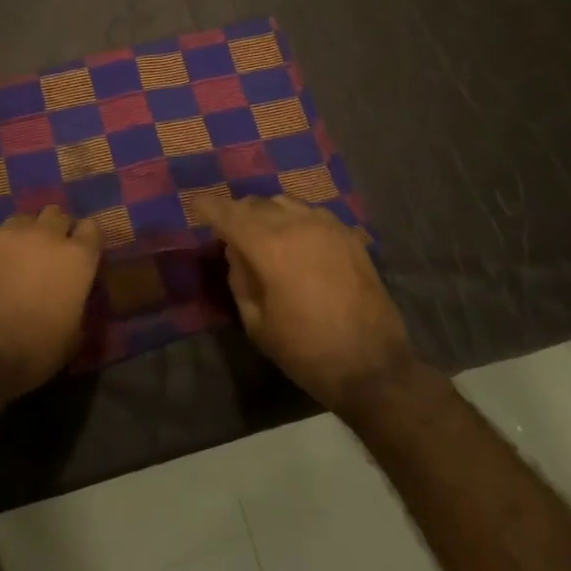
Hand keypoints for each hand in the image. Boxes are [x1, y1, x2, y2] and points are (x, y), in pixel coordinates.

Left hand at [0, 206, 100, 405]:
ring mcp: (7, 231)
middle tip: (44, 256)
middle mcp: (45, 235)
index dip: (85, 241)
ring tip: (10, 261)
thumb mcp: (71, 339)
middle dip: (54, 231)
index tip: (79, 255)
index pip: (92, 229)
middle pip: (56, 215)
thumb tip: (73, 298)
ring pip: (21, 221)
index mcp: (76, 259)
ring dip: (22, 237)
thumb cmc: (30, 353)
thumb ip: (78, 307)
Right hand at [195, 193, 423, 414]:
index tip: (196, 206)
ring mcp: (327, 226)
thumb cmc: (307, 351)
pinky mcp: (350, 236)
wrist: (374, 367)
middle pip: (256, 203)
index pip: (228, 213)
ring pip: (285, 203)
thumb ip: (240, 280)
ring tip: (264, 234)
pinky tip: (297, 242)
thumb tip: (236, 253)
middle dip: (237, 212)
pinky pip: (313, 214)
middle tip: (228, 231)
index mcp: (269, 246)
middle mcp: (297, 224)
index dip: (208, 207)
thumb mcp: (257, 324)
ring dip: (267, 213)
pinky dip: (296, 220)